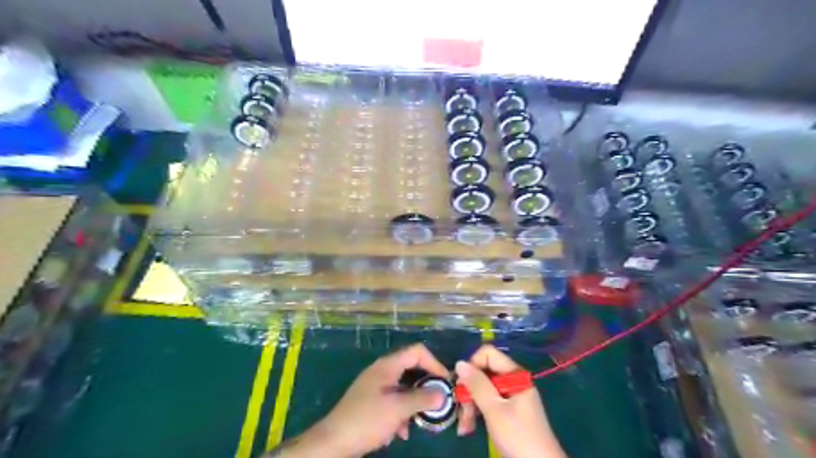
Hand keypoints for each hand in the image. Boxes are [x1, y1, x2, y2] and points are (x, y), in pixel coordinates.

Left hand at [280, 343, 444, 457]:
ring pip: (404, 387)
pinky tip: (402, 431)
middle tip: (438, 401)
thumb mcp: (398, 409)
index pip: (418, 351)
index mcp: (388, 365)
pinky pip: (394, 399)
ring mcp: (376, 385)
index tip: (445, 382)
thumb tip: (443, 394)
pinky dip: (402, 412)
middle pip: (412, 368)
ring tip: (421, 420)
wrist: (333, 441)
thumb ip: (422, 399)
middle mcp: (382, 370)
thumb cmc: (367, 419)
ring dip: (414, 402)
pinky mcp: (371, 400)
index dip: (435, 363)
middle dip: (426, 385)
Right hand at [456, 343, 565, 457]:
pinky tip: (468, 428)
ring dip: (470, 405)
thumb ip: (477, 385)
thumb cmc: (518, 436)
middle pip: (483, 372)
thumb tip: (459, 363)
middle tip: (461, 409)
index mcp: (515, 374)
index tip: (462, 384)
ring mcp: (510, 396)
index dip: (472, 364)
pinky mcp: (507, 410)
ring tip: (463, 425)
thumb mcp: (494, 410)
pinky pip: (487, 402)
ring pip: (482, 389)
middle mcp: (512, 380)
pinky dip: (477, 412)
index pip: (488, 354)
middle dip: (469, 390)